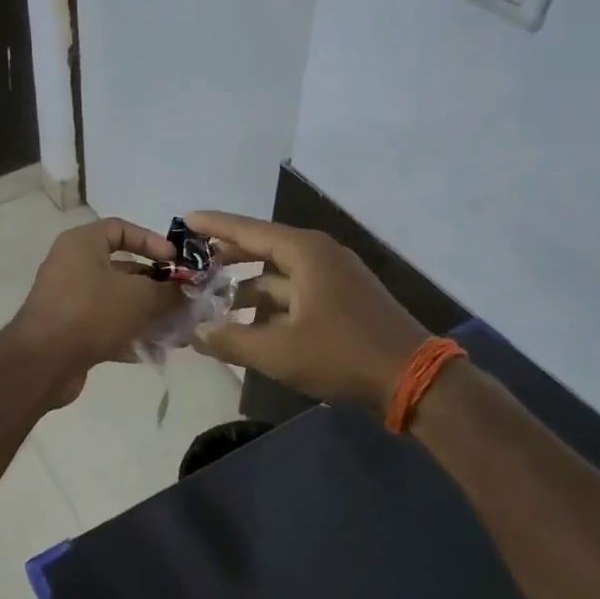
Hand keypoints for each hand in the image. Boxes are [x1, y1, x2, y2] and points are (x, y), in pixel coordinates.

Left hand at [5, 217, 183, 396]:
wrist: (42, 363)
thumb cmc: (91, 313)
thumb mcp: (139, 297)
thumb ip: (168, 291)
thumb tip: (187, 291)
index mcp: (82, 244)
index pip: (121, 228)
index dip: (152, 241)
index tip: (175, 262)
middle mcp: (73, 266)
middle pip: (123, 268)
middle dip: (157, 286)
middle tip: (184, 301)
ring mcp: (70, 299)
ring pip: (117, 301)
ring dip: (148, 315)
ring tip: (177, 331)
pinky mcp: (70, 330)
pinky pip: (106, 325)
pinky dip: (129, 335)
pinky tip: (155, 352)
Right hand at [186, 211, 428, 411]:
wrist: (413, 378)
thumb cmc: (342, 354)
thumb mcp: (279, 351)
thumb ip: (231, 340)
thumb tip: (196, 331)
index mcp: (304, 252)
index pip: (248, 230)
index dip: (215, 225)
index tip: (185, 220)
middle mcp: (319, 255)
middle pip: (263, 249)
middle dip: (228, 259)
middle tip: (194, 267)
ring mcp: (334, 277)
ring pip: (279, 275)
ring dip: (248, 288)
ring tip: (214, 306)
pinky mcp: (343, 299)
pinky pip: (296, 292)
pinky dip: (271, 304)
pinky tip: (250, 326)